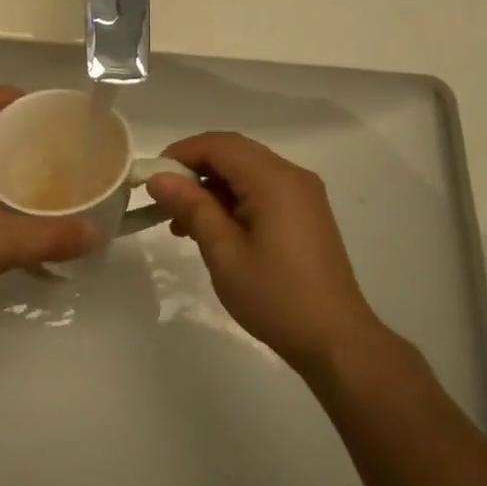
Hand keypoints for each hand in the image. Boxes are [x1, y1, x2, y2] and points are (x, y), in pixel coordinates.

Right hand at [145, 132, 385, 374]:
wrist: (335, 340)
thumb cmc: (275, 297)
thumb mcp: (224, 253)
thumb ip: (192, 207)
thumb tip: (159, 177)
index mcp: (274, 180)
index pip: (219, 145)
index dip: (181, 153)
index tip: (152, 178)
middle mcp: (292, 175)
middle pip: (233, 153)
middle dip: (194, 170)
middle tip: (164, 200)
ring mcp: (302, 193)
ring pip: (245, 171)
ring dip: (211, 187)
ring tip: (182, 223)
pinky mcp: (305, 212)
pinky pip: (261, 189)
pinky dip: (232, 200)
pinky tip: (212, 229)